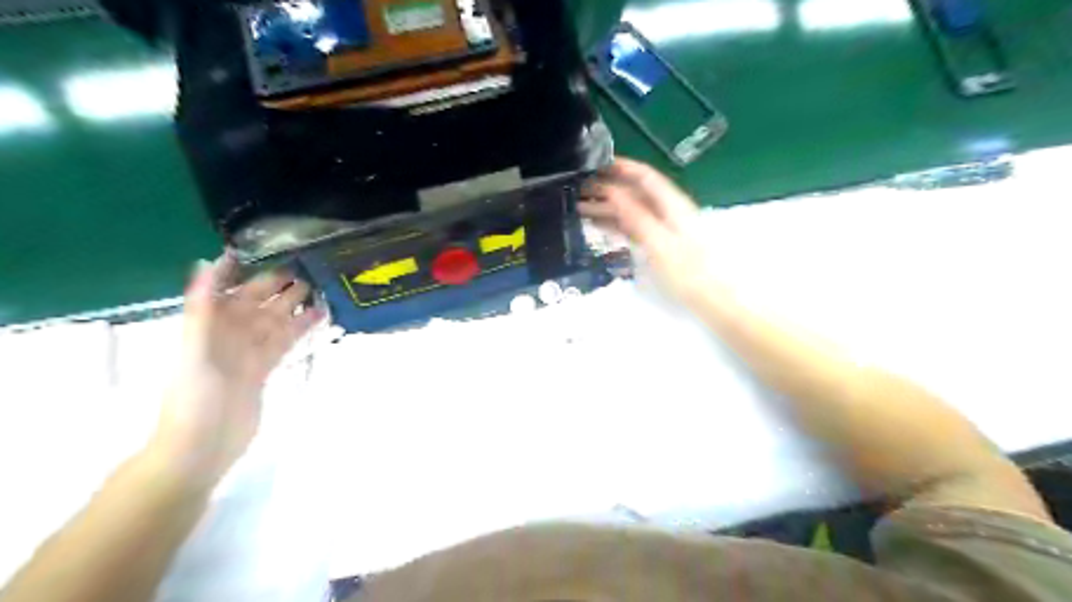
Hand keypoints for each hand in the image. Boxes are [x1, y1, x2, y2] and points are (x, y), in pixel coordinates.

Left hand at [150, 255, 324, 489]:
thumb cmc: (194, 397)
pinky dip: (300, 327)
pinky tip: (318, 317)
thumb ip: (202, 306)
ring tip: (320, 288)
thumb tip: (208, 263)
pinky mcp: (265, 369)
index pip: (228, 290)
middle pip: (257, 303)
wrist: (202, 445)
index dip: (241, 270)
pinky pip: (284, 341)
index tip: (264, 249)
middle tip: (308, 267)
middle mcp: (229, 334)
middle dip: (278, 285)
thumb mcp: (194, 348)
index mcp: (209, 326)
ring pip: (274, 320)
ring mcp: (248, 352)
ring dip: (294, 305)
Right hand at [583, 157, 714, 303]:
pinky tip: (599, 227)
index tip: (595, 164)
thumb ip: (636, 216)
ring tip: (580, 209)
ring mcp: (665, 229)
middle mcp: (669, 212)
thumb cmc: (689, 274)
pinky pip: (634, 228)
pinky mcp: (661, 246)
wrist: (715, 302)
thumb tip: (612, 191)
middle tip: (578, 191)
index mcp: (673, 205)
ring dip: (608, 209)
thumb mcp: (659, 244)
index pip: (645, 177)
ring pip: (632, 212)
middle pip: (636, 194)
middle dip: (607, 190)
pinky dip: (616, 225)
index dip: (621, 167)